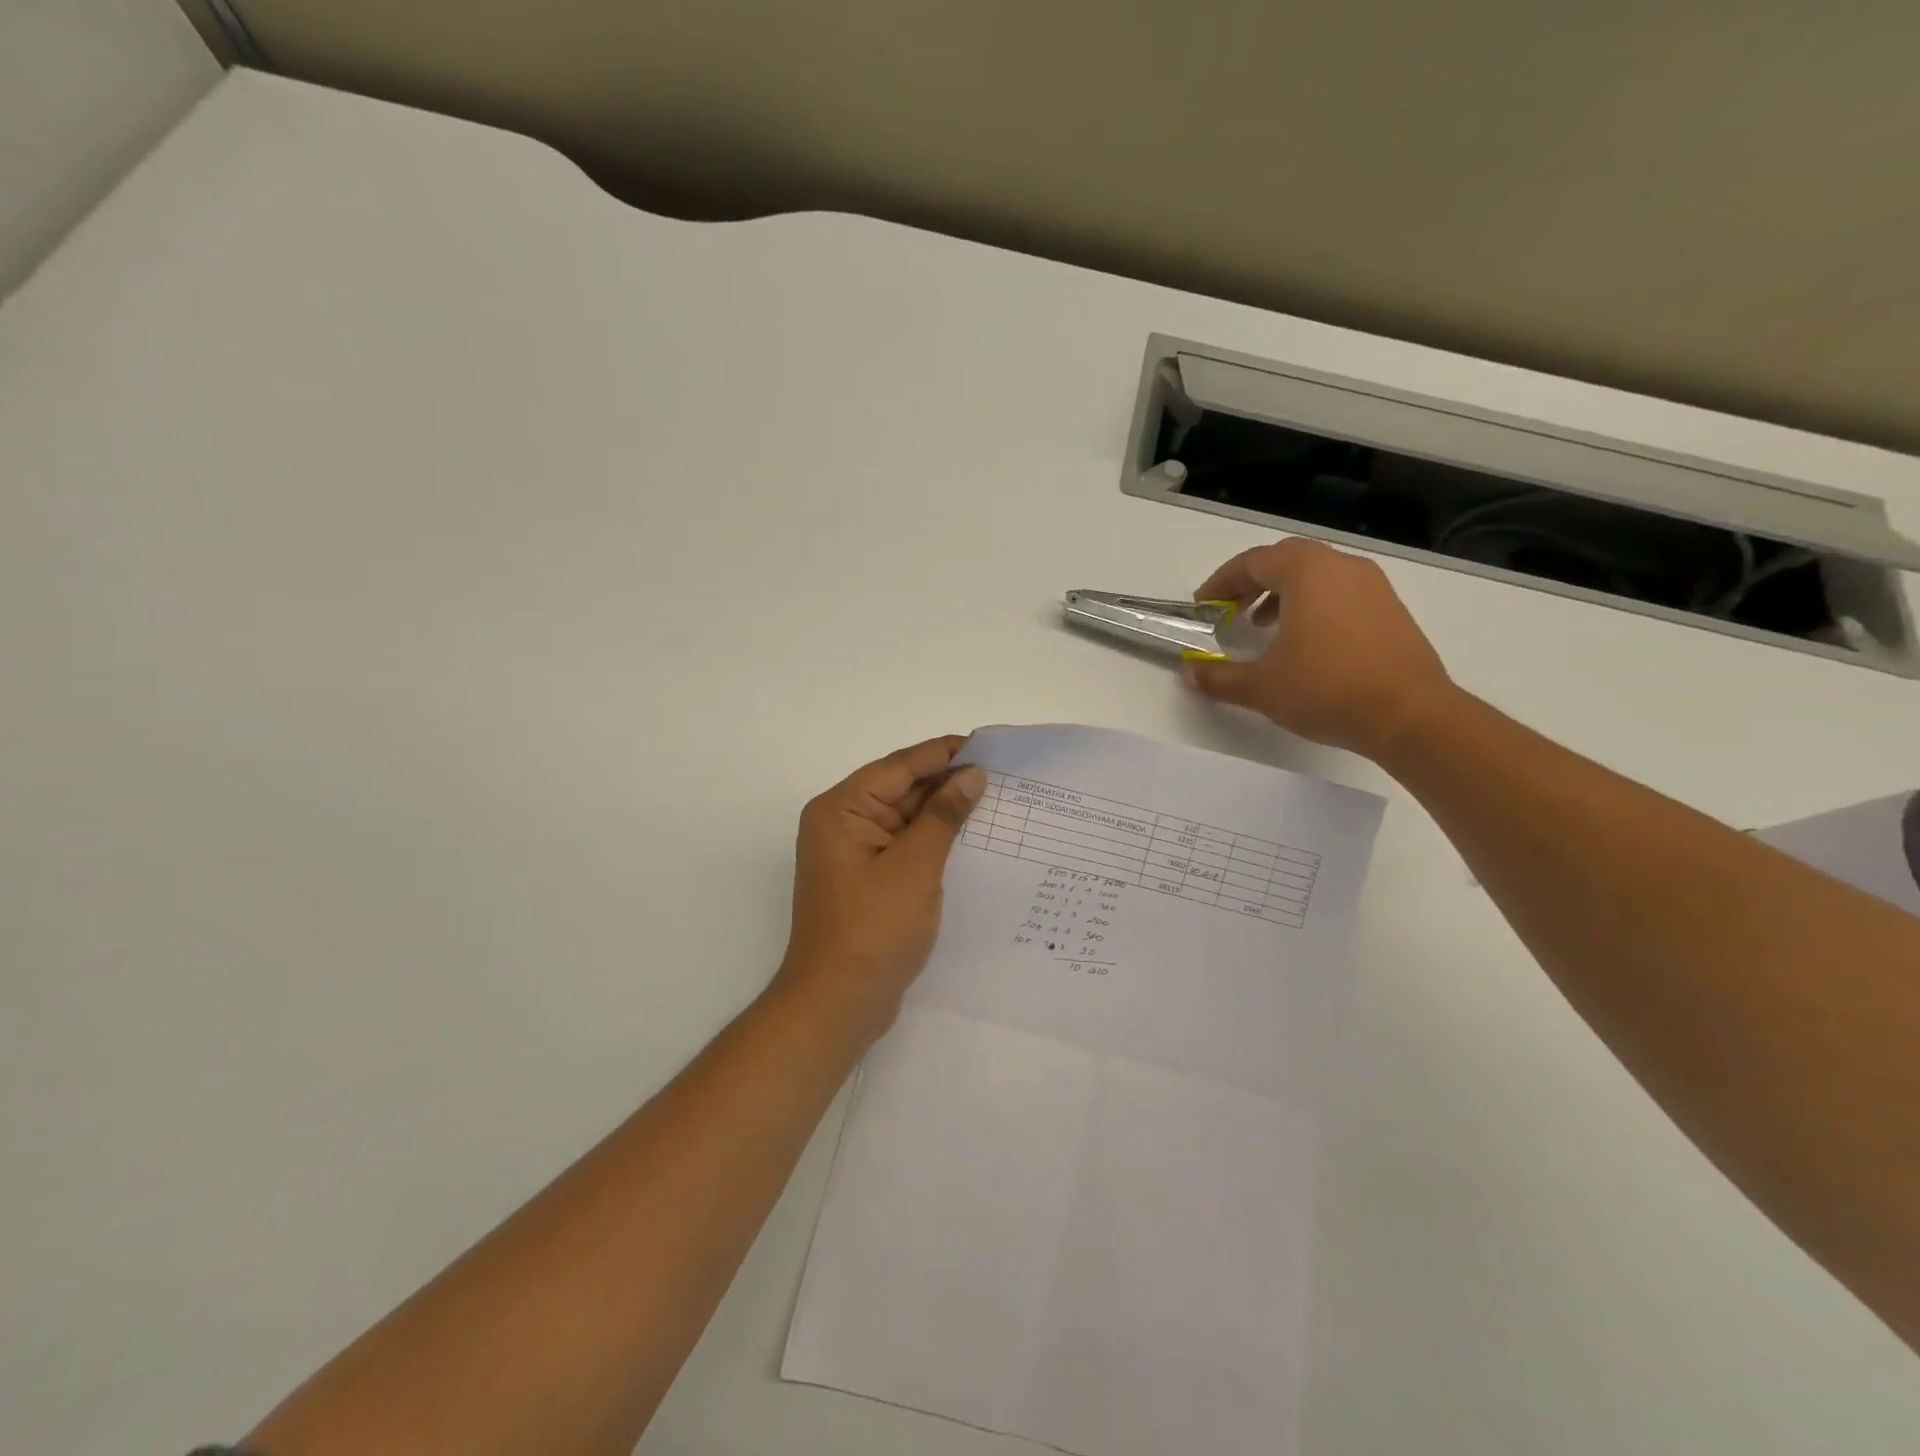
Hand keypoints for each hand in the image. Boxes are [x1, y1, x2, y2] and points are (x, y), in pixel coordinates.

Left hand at [776, 735, 986, 1039]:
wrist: (838, 1004)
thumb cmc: (873, 930)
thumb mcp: (915, 867)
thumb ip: (944, 816)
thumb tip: (972, 774)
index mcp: (842, 809)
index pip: (899, 766)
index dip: (943, 753)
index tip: (987, 745)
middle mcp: (842, 823)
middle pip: (900, 789)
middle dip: (947, 782)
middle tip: (1001, 774)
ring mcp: (853, 853)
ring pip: (905, 818)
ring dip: (943, 811)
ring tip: (994, 800)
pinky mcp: (867, 879)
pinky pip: (905, 845)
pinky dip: (934, 839)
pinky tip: (970, 837)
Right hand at [1185, 538, 1455, 760]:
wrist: (1409, 715)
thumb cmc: (1327, 689)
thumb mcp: (1261, 687)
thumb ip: (1219, 677)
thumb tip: (1189, 673)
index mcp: (1308, 572)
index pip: (1253, 561)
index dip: (1221, 582)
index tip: (1203, 606)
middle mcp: (1342, 568)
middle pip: (1286, 560)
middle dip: (1251, 583)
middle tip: (1230, 611)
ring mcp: (1373, 587)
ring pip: (1316, 575)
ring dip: (1282, 594)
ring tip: (1263, 627)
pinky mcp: (1391, 610)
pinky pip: (1340, 593)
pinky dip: (1313, 605)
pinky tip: (1304, 643)